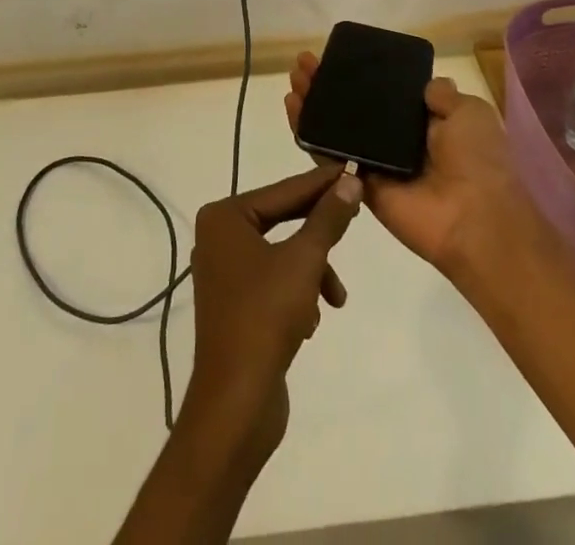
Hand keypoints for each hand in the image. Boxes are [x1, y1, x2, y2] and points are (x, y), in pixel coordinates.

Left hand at [181, 165, 362, 464]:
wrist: (236, 404)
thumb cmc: (265, 316)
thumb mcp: (305, 260)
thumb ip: (328, 218)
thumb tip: (350, 181)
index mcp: (224, 217)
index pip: (283, 189)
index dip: (321, 183)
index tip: (352, 169)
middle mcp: (218, 237)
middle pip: (282, 219)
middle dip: (319, 232)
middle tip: (356, 217)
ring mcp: (224, 272)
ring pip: (283, 254)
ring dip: (313, 272)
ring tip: (335, 297)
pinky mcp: (235, 305)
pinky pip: (274, 281)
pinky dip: (298, 293)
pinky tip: (312, 321)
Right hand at [284, 52, 537, 278]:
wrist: (477, 219)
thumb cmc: (478, 159)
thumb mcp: (470, 112)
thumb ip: (442, 95)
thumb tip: (427, 85)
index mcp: (427, 124)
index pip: (385, 94)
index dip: (361, 76)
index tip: (338, 57)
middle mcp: (399, 142)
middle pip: (354, 109)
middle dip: (329, 85)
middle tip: (305, 64)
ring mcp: (377, 164)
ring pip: (337, 130)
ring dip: (313, 104)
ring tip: (294, 78)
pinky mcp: (360, 185)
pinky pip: (331, 158)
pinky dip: (309, 135)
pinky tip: (292, 108)